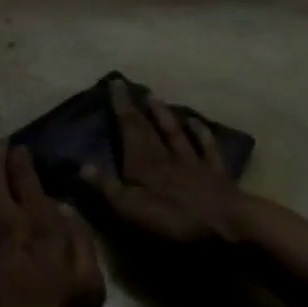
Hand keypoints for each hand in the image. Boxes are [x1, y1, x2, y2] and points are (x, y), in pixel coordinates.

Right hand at [82, 78, 250, 245]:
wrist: (225, 223)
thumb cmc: (173, 219)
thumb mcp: (131, 209)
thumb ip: (106, 187)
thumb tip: (82, 165)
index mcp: (143, 164)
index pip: (129, 129)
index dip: (120, 107)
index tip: (115, 83)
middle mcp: (166, 156)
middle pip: (149, 128)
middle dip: (136, 107)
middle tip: (130, 86)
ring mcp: (193, 162)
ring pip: (175, 132)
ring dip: (164, 115)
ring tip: (155, 97)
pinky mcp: (215, 172)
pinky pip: (206, 147)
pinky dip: (200, 132)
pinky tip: (196, 121)